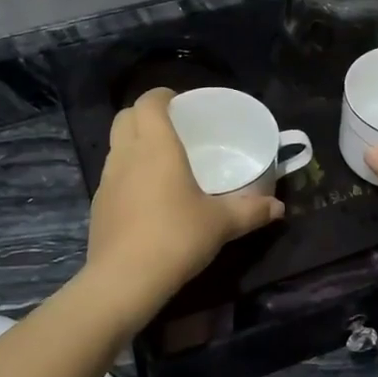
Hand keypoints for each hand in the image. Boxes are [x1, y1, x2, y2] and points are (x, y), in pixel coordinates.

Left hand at [84, 88, 284, 316]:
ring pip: (116, 146)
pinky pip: (113, 175)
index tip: (181, 104)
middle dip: (145, 115)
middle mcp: (127, 155)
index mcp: (156, 146)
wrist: (124, 280)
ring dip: (134, 143)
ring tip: (161, 161)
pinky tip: (147, 197)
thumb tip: (279, 207)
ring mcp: (107, 180)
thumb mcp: (221, 224)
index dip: (162, 96)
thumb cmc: (176, 237)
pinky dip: (127, 173)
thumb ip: (251, 211)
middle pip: (125, 117)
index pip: (148, 102)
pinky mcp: (98, 205)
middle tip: (172, 128)